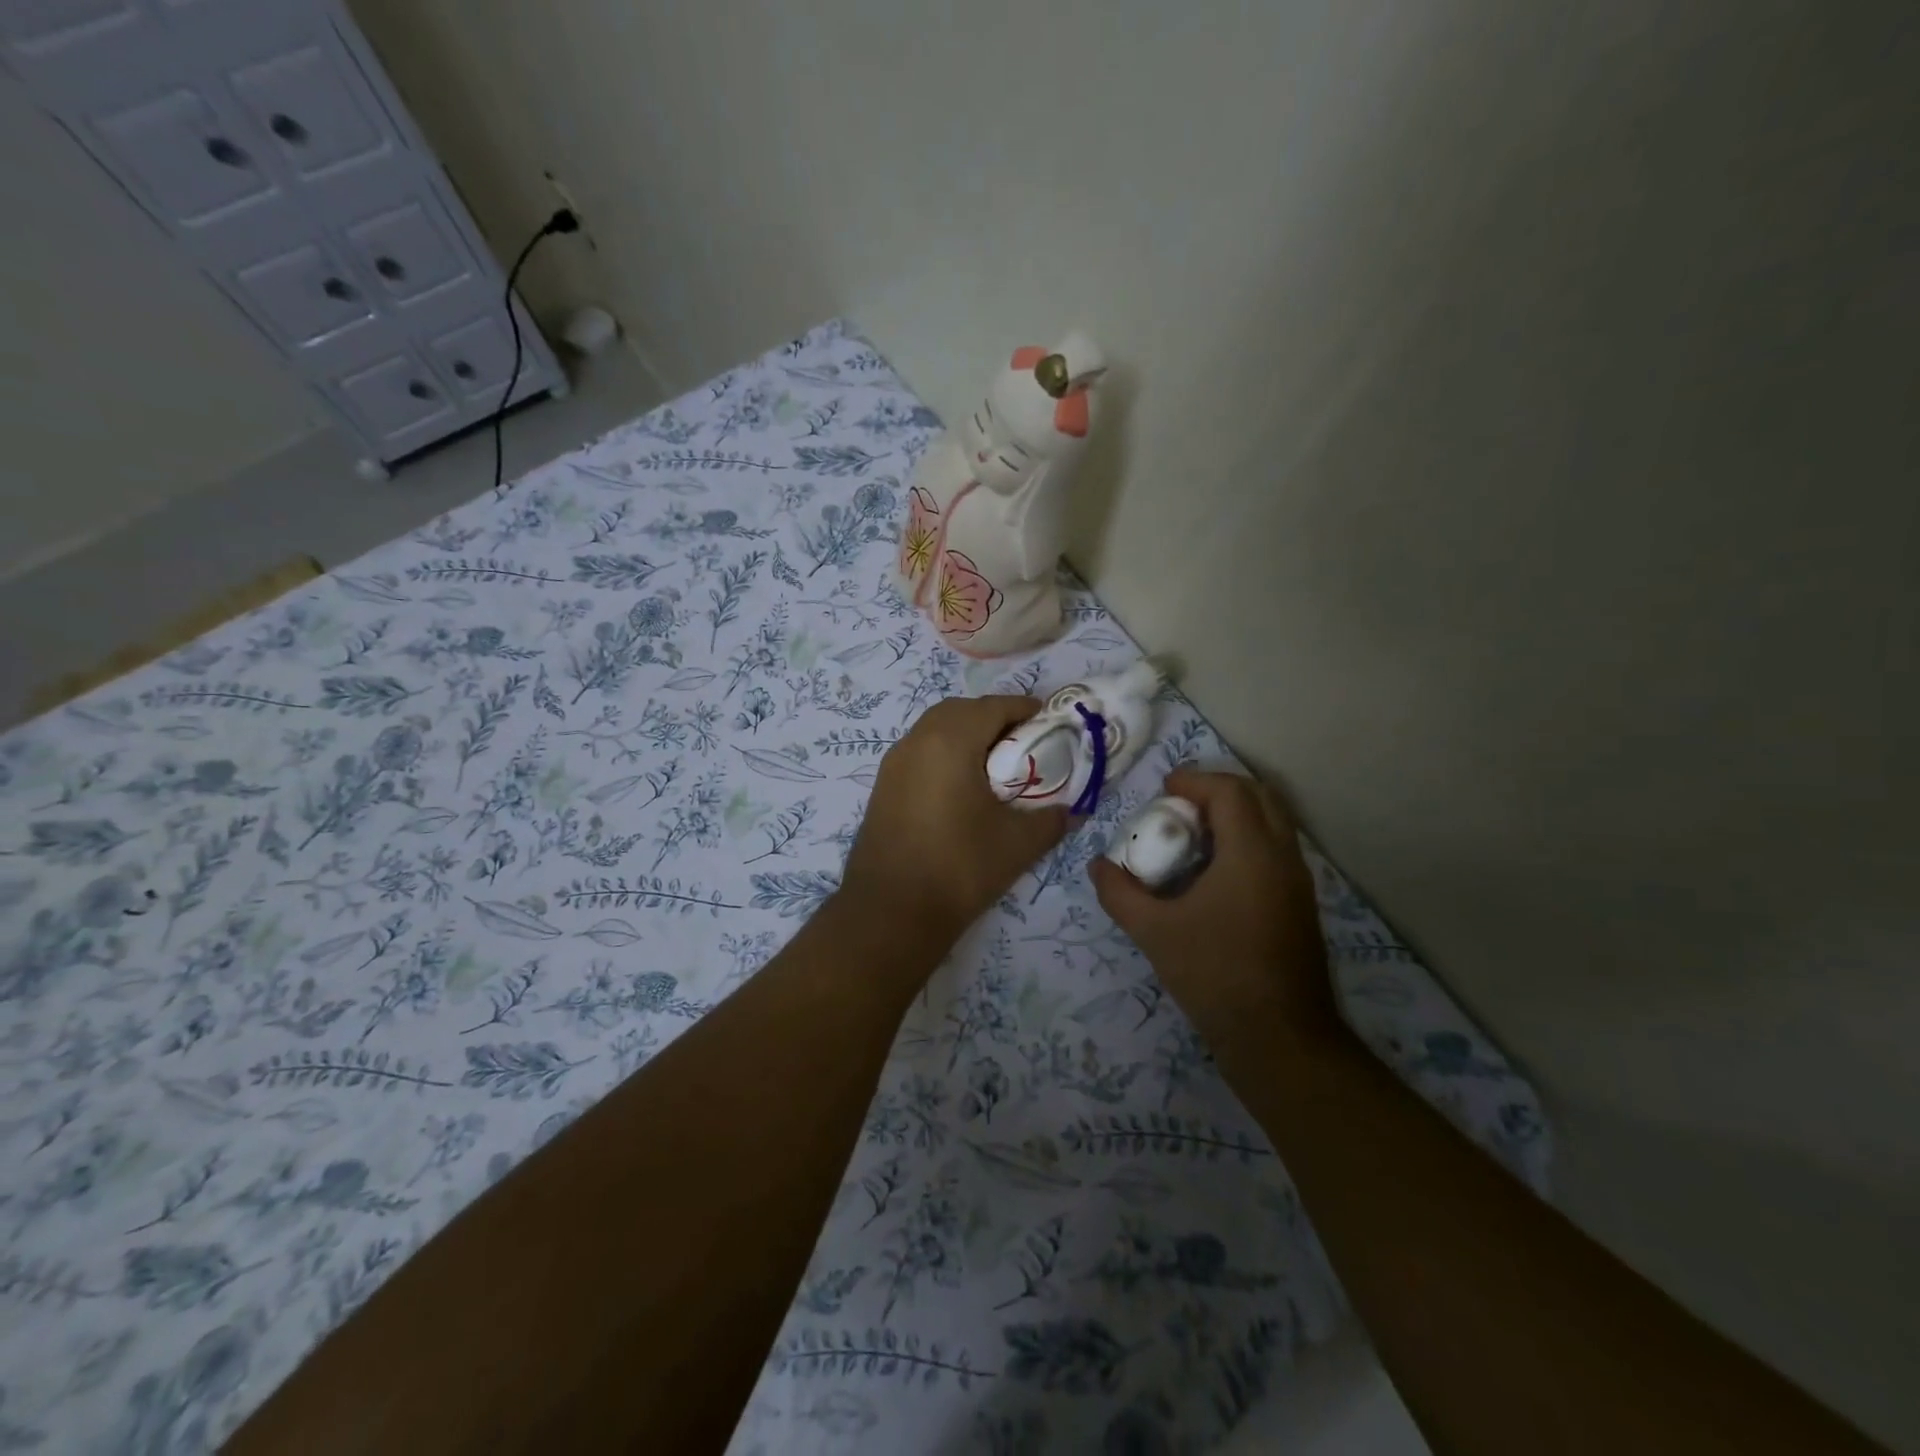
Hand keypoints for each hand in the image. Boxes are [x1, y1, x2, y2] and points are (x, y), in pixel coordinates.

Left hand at [841, 695, 1068, 942]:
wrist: (891, 911)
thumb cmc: (960, 867)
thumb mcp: (1018, 843)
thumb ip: (1053, 819)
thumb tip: (1074, 811)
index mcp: (950, 741)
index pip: (994, 707)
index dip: (1025, 709)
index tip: (1050, 722)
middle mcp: (917, 740)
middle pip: (961, 710)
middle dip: (994, 717)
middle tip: (1023, 742)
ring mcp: (894, 762)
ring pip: (935, 729)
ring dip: (966, 734)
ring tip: (995, 764)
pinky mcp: (883, 786)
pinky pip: (920, 751)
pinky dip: (944, 753)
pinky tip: (962, 787)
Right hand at [1091, 769, 1337, 1056]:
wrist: (1279, 1037)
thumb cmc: (1214, 975)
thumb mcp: (1154, 932)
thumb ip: (1120, 893)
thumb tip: (1098, 866)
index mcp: (1251, 854)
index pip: (1229, 791)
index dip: (1195, 780)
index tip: (1163, 789)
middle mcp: (1283, 857)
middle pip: (1259, 796)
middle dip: (1218, 789)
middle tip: (1179, 804)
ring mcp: (1298, 881)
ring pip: (1273, 822)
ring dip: (1235, 814)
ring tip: (1193, 833)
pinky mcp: (1300, 903)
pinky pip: (1276, 848)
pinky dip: (1246, 838)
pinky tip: (1214, 871)